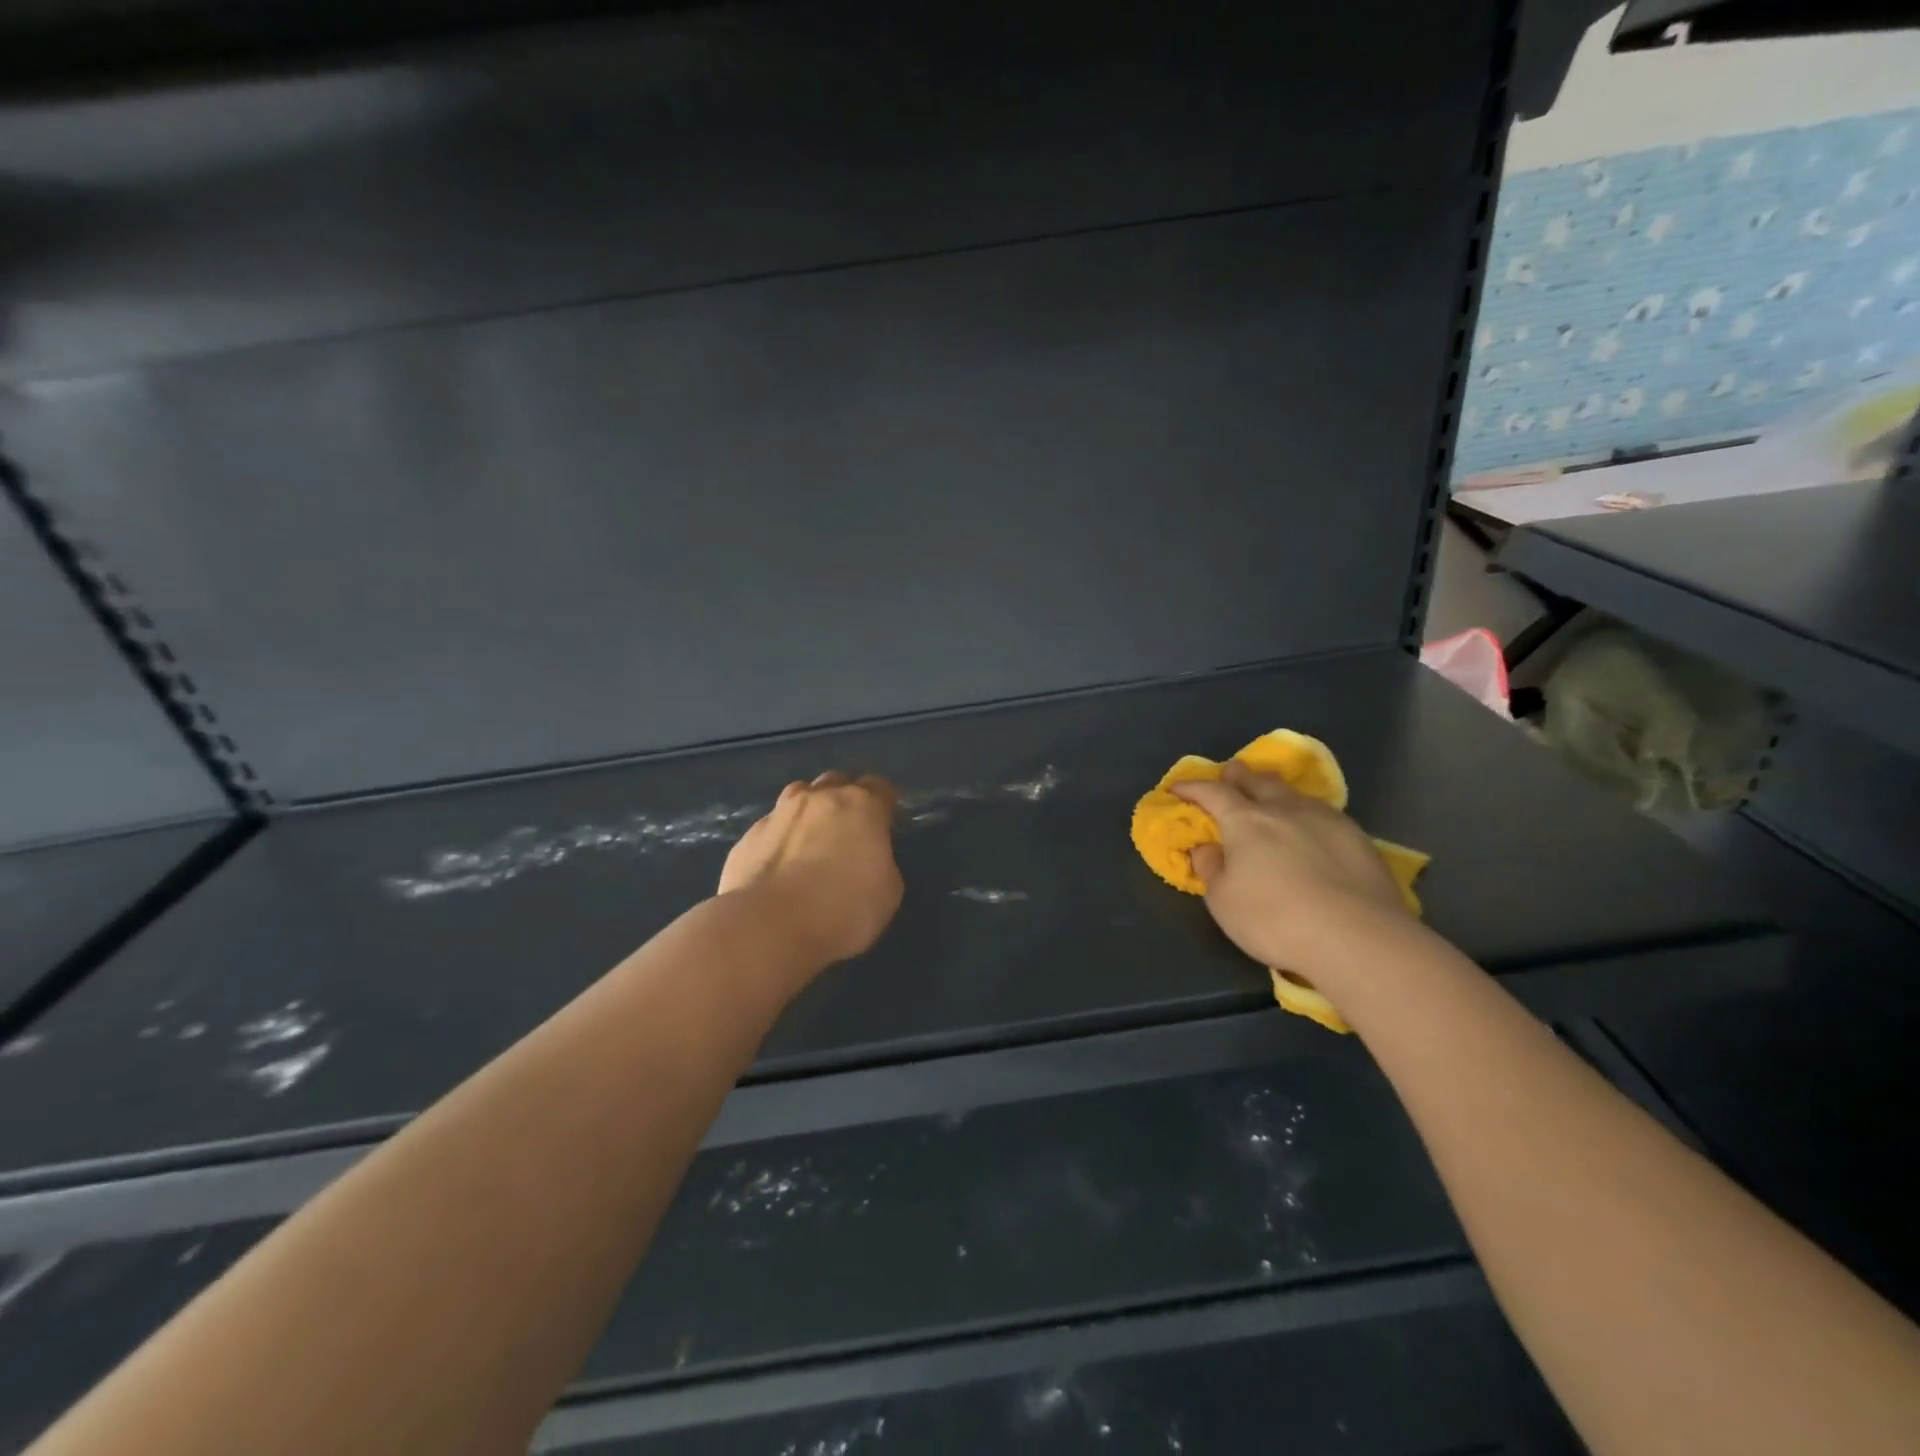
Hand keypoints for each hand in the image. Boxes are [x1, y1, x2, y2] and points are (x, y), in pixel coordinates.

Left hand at [720, 772, 903, 964]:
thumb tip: (866, 858)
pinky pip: (770, 827)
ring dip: (809, 809)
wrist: (769, 926)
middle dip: (845, 798)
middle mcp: (819, 799)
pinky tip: (779, 865)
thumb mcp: (888, 891)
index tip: (887, 821)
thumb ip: (880, 861)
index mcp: (861, 806)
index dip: (885, 802)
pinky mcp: (748, 837)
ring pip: (798, 795)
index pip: (880, 787)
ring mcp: (778, 814)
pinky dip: (779, 838)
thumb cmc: (842, 908)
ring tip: (810, 838)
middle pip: (836, 782)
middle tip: (849, 828)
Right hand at [1172, 761, 1409, 981]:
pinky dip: (1306, 812)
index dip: (1193, 788)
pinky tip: (1311, 826)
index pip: (1213, 793)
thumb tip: (1207, 847)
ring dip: (1276, 790)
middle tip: (1231, 772)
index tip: (1178, 788)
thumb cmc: (1276, 920)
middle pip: (1258, 781)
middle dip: (1240, 775)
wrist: (1358, 938)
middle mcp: (1284, 810)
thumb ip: (1212, 869)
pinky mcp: (1358, 838)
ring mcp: (1326, 820)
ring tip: (1272, 794)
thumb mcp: (1224, 902)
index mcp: (1246, 821)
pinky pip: (1323, 813)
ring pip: (1294, 793)